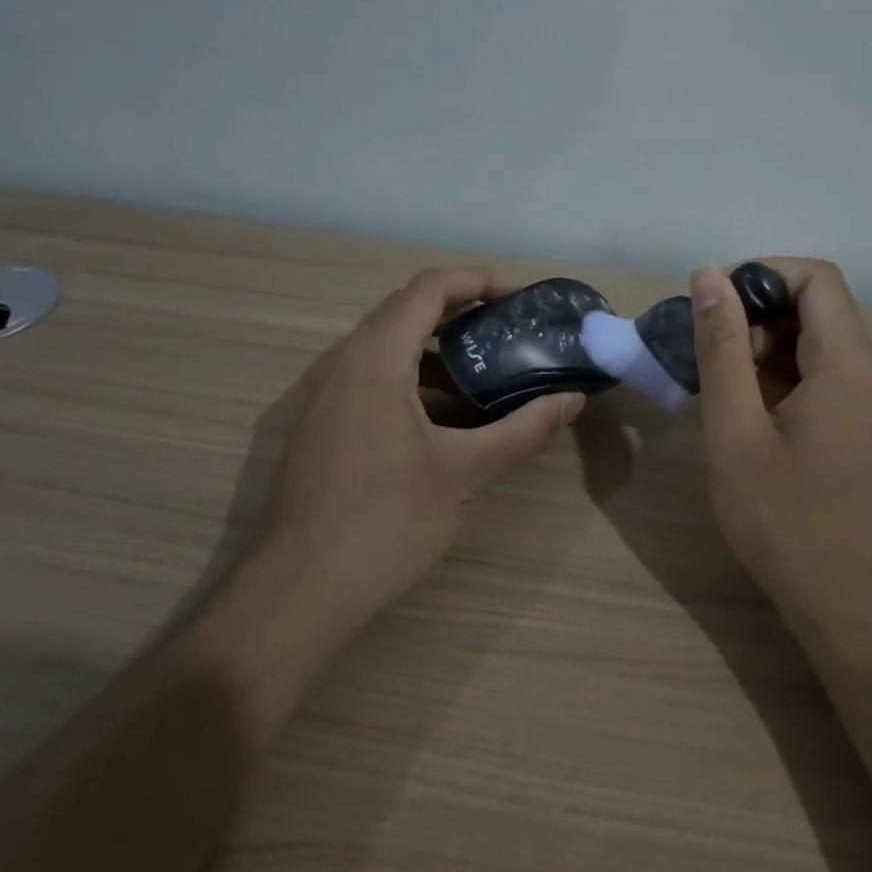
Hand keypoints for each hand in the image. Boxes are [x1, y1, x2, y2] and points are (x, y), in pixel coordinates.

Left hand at [262, 268, 583, 633]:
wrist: (299, 590)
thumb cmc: (385, 521)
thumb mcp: (464, 471)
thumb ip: (521, 430)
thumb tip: (572, 402)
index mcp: (375, 358)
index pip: (429, 288)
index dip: (479, 281)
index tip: (522, 298)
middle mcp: (343, 362)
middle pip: (406, 310)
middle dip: (463, 312)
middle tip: (512, 331)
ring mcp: (325, 395)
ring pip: (387, 347)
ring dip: (438, 349)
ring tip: (488, 371)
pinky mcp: (321, 424)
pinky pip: (372, 378)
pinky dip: (414, 379)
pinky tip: (447, 416)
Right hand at [690, 260, 871, 649]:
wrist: (861, 614)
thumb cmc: (789, 523)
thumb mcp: (736, 432)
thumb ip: (722, 348)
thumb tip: (710, 276)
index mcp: (851, 363)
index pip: (815, 278)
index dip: (760, 274)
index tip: (711, 305)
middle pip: (818, 311)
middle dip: (757, 319)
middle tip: (706, 360)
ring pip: (821, 350)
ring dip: (768, 355)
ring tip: (722, 396)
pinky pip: (831, 384)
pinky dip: (787, 384)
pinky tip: (753, 424)